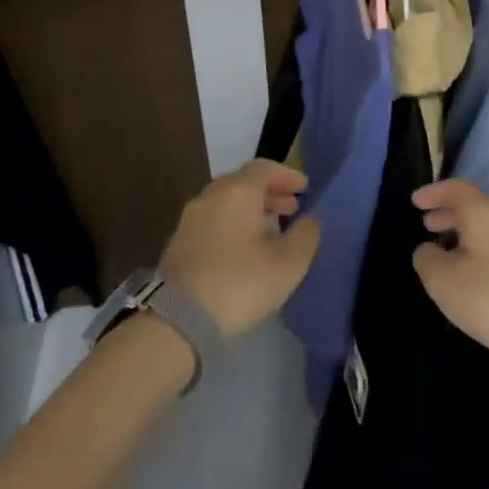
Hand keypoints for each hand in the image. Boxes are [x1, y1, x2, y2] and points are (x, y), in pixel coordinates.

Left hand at [158, 160, 319, 339]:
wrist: (177, 319)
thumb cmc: (240, 283)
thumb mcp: (287, 263)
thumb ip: (305, 236)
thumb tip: (310, 220)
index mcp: (237, 191)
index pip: (265, 168)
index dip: (288, 175)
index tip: (305, 187)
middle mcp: (210, 196)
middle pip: (244, 182)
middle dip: (271, 192)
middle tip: (292, 208)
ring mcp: (190, 219)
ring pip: (227, 202)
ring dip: (252, 209)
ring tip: (272, 229)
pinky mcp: (179, 242)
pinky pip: (214, 220)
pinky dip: (235, 223)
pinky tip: (246, 248)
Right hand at [411, 180, 488, 375]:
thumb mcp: (444, 281)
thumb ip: (427, 259)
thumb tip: (427, 249)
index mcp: (484, 213)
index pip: (456, 189)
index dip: (434, 192)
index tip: (415, 201)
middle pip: (475, 206)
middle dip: (449, 213)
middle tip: (427, 225)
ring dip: (465, 233)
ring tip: (447, 250)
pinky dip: (481, 249)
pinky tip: (475, 273)